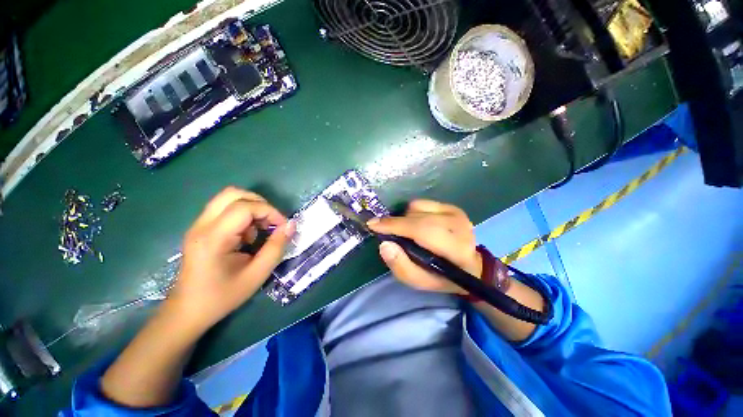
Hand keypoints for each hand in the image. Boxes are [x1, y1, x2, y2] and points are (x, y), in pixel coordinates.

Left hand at [166, 187, 294, 334]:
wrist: (187, 311)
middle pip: (233, 193)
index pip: (245, 208)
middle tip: (271, 222)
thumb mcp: (257, 274)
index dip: (270, 211)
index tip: (283, 227)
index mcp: (213, 238)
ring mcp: (198, 225)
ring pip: (228, 198)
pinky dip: (242, 214)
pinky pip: (225, 208)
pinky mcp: (200, 228)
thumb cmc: (222, 296)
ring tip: (258, 229)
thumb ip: (276, 247)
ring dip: (251, 207)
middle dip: (260, 203)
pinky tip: (246, 235)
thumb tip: (291, 225)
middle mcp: (202, 225)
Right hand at [367, 200, 481, 294]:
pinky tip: (417, 224)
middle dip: (395, 223)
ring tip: (406, 232)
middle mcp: (458, 226)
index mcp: (454, 249)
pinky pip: (422, 203)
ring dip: (405, 218)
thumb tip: (384, 244)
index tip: (373, 224)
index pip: (420, 230)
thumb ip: (400, 266)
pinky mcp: (452, 207)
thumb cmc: (442, 277)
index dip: (394, 225)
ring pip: (417, 207)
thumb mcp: (420, 281)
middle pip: (416, 217)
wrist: (471, 266)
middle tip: (385, 231)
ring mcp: (456, 213)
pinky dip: (413, 212)